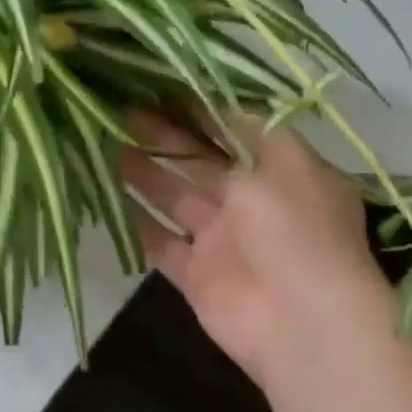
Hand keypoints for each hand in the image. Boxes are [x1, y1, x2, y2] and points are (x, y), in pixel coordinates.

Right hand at [119, 111, 394, 391]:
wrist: (303, 323)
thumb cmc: (296, 230)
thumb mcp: (282, 161)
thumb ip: (246, 130)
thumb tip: (220, 100)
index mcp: (281, 172)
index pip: (235, 132)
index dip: (200, 111)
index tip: (160, 89)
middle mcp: (252, 203)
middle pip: (200, 163)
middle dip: (165, 138)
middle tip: (122, 112)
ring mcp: (223, 241)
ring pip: (176, 199)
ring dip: (146, 174)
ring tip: (107, 145)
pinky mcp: (198, 275)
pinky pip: (162, 245)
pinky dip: (139, 226)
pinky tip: (110, 200)